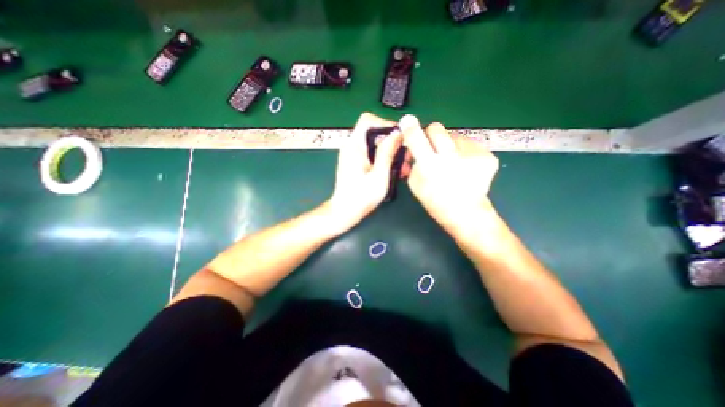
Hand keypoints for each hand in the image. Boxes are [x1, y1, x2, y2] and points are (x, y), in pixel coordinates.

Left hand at [328, 113, 404, 231]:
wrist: (346, 211)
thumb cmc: (361, 197)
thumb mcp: (379, 175)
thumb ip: (387, 153)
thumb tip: (396, 134)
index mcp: (354, 146)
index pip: (367, 120)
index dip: (385, 124)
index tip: (398, 136)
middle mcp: (352, 147)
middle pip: (373, 132)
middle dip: (391, 141)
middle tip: (404, 154)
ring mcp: (353, 155)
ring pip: (374, 144)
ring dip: (389, 151)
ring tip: (401, 165)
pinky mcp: (356, 163)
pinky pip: (371, 153)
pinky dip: (383, 158)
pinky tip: (392, 170)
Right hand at [403, 114, 498, 235]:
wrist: (466, 212)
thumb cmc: (435, 200)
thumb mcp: (414, 184)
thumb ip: (411, 163)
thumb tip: (410, 146)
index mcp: (430, 167)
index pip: (416, 139)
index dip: (410, 128)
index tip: (407, 122)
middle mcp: (452, 158)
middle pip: (436, 128)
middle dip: (430, 134)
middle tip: (432, 147)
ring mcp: (473, 156)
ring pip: (454, 135)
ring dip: (449, 145)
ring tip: (452, 162)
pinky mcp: (488, 156)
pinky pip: (469, 144)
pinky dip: (464, 152)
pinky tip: (465, 166)